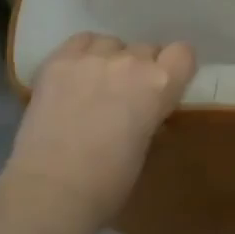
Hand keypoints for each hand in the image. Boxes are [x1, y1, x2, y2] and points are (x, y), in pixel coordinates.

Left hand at [0, 33, 195, 228]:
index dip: (174, 69)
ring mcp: (91, 58)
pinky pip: (80, 42)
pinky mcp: (58, 61)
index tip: (165, 86)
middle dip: (141, 69)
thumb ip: (151, 114)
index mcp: (160, 84)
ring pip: (112, 43)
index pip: (183, 53)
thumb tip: (143, 109)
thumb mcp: (146, 144)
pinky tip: (75, 77)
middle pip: (146, 48)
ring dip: (111, 60)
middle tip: (125, 96)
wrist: (51, 191)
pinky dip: (82, 55)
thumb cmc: (109, 183)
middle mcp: (130, 61)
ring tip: (96, 86)